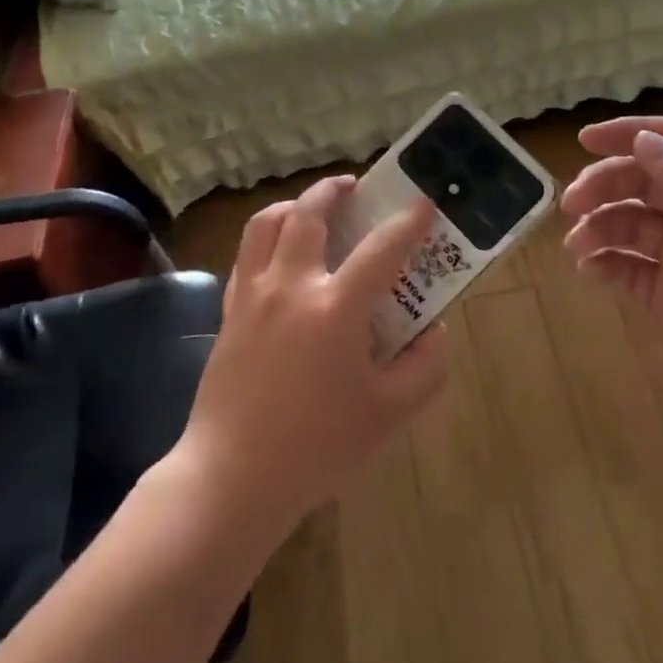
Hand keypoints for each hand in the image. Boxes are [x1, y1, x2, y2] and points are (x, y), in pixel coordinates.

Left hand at [180, 175, 446, 530]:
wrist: (234, 476)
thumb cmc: (318, 446)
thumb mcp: (390, 413)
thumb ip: (425, 367)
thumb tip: (434, 331)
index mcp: (335, 307)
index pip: (381, 249)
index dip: (407, 222)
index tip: (423, 203)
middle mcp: (291, 286)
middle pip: (308, 214)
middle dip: (333, 190)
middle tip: (353, 186)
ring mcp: (253, 295)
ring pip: (265, 224)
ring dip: (292, 205)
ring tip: (310, 209)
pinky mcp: (229, 312)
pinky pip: (246, 256)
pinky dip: (266, 239)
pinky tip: (280, 257)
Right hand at [562, 116, 662, 484]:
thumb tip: (643, 141)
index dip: (636, 133)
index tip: (585, 140)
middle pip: (648, 181)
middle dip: (607, 184)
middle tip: (571, 204)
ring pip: (632, 223)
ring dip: (600, 224)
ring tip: (578, 246)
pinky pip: (628, 268)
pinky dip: (605, 262)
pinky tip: (591, 269)